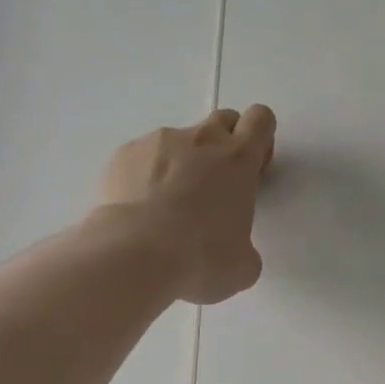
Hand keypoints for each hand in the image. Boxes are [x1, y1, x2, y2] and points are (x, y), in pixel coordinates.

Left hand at [96, 105, 276, 304]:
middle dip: (225, 144)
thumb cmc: (201, 258)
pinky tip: (139, 211)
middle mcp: (201, 140)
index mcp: (239, 160)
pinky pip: (142, 157)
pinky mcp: (124, 154)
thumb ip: (245, 244)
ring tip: (166, 209)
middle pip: (223, 119)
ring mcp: (158, 142)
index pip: (260, 119)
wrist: (133, 255)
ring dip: (181, 164)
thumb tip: (232, 251)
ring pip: (179, 141)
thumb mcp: (243, 264)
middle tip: (216, 186)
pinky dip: (145, 176)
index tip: (253, 169)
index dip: (260, 140)